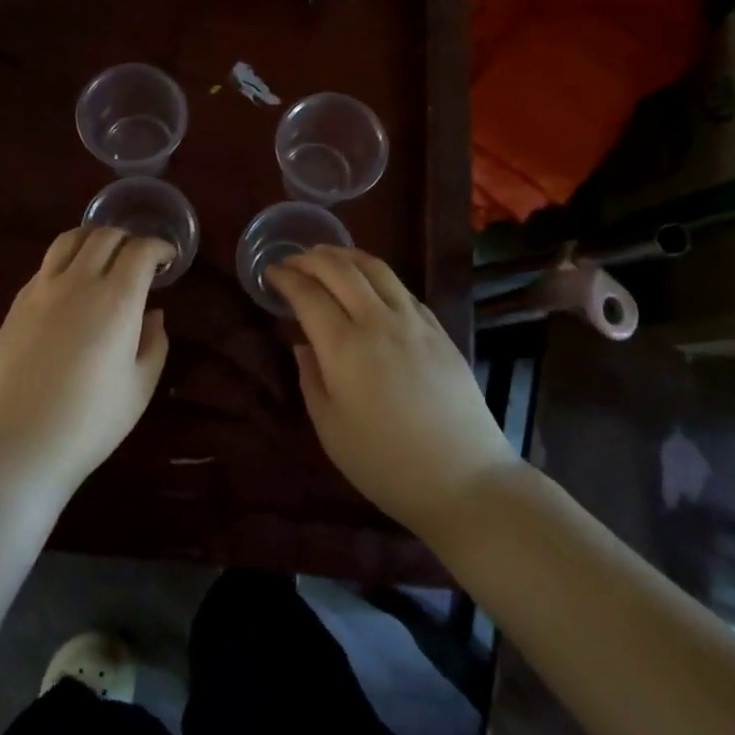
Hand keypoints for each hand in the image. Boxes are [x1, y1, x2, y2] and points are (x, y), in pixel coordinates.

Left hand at [0, 227, 173, 494]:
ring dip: (93, 239)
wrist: (18, 444)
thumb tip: (153, 313)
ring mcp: (41, 289)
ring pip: (69, 239)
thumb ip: (154, 342)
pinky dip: (67, 260)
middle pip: (105, 235)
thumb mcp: (140, 387)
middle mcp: (78, 282)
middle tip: (139, 259)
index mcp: (116, 299)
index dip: (159, 248)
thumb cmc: (90, 422)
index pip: (140, 250)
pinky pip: (46, 264)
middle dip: (129, 239)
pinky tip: (71, 285)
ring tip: (104, 256)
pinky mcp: (17, 303)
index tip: (168, 260)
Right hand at [267, 247, 515, 537]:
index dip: (285, 278)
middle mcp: (378, 321)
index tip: (270, 273)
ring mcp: (413, 321)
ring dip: (345, 255)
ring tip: (327, 255)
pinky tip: (369, 282)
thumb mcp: (331, 429)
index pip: (308, 294)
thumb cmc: (386, 463)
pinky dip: (376, 274)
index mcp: (344, 346)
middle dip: (310, 258)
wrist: (464, 479)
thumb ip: (311, 378)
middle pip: (340, 269)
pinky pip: (401, 287)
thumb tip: (304, 344)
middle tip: (293, 261)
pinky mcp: (438, 329)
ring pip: (375, 268)